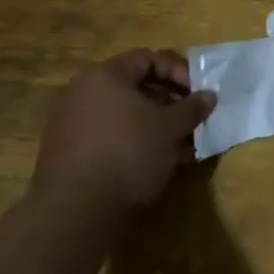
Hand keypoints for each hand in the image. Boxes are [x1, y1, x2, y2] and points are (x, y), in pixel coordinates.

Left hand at [33, 50, 215, 215]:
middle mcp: (82, 92)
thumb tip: (208, 96)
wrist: (73, 214)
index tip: (197, 93)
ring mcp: (69, 124)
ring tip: (177, 146)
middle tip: (189, 119)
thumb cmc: (128, 153)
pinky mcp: (64, 155)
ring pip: (122, 115)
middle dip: (168, 102)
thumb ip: (192, 107)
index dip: (178, 72)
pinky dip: (131, 143)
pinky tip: (152, 163)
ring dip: (152, 125)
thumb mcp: (171, 128)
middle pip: (134, 87)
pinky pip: (107, 136)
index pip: (149, 58)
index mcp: (105, 75)